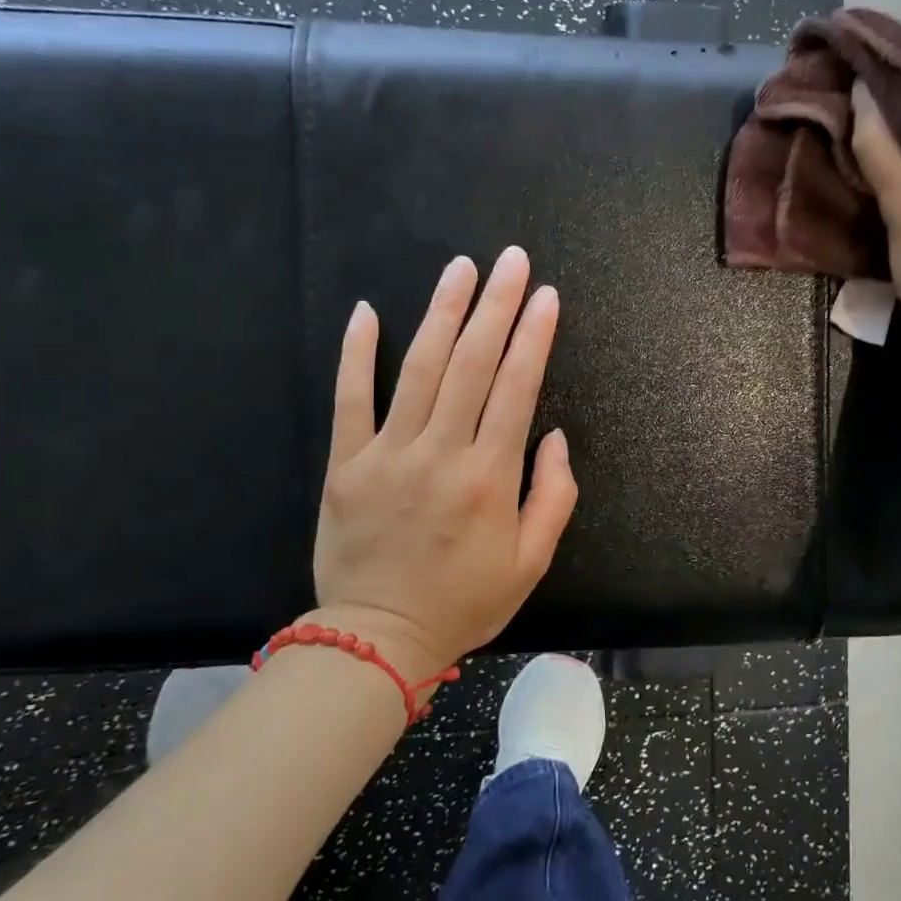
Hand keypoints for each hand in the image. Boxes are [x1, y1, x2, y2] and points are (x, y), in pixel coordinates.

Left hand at [307, 247, 578, 677]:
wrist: (378, 640)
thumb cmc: (464, 602)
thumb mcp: (532, 562)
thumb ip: (554, 495)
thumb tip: (553, 435)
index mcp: (490, 478)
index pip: (516, 388)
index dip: (533, 336)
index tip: (545, 296)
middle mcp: (441, 454)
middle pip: (472, 364)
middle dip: (495, 305)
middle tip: (510, 260)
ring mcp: (388, 455)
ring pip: (419, 368)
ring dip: (442, 312)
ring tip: (460, 268)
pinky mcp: (346, 465)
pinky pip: (350, 399)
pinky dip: (358, 353)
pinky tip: (368, 312)